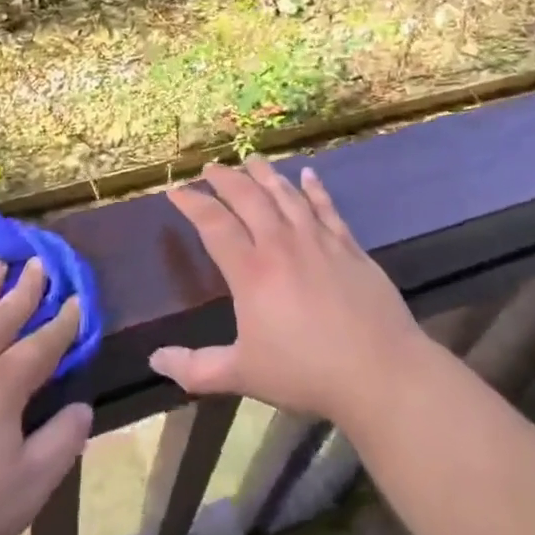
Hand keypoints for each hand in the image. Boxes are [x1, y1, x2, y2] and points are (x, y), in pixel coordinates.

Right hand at [150, 158, 428, 430]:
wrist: (379, 371)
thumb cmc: (306, 373)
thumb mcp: (243, 375)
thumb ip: (197, 369)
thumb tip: (155, 361)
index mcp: (251, 272)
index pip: (214, 225)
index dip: (192, 203)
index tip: (176, 190)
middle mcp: (281, 244)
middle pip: (248, 198)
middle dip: (226, 179)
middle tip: (211, 167)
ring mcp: (318, 241)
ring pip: (286, 195)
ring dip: (265, 174)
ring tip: (251, 159)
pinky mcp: (348, 246)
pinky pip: (327, 208)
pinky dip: (315, 189)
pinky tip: (308, 174)